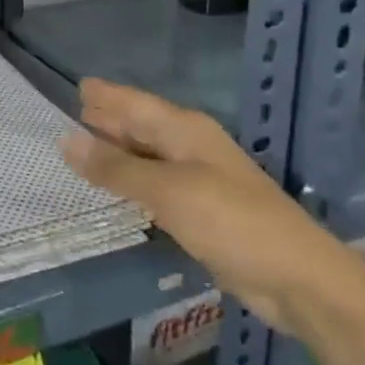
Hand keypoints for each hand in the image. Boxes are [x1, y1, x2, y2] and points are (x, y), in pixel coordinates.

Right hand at [59, 79, 364, 335]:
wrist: (298, 278)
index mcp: (185, 130)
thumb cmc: (231, 222)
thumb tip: (65, 140)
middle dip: (108, 120)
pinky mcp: (202, 210)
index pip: (135, 103)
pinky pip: (155, 185)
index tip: (77, 86)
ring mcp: (198, 178)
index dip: (106, 95)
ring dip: (116, 151)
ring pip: (147, 155)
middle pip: (141, 126)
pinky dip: (131, 182)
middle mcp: (190, 146)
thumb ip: (116, 167)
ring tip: (81, 149)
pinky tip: (115, 190)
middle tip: (69, 116)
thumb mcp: (167, 191)